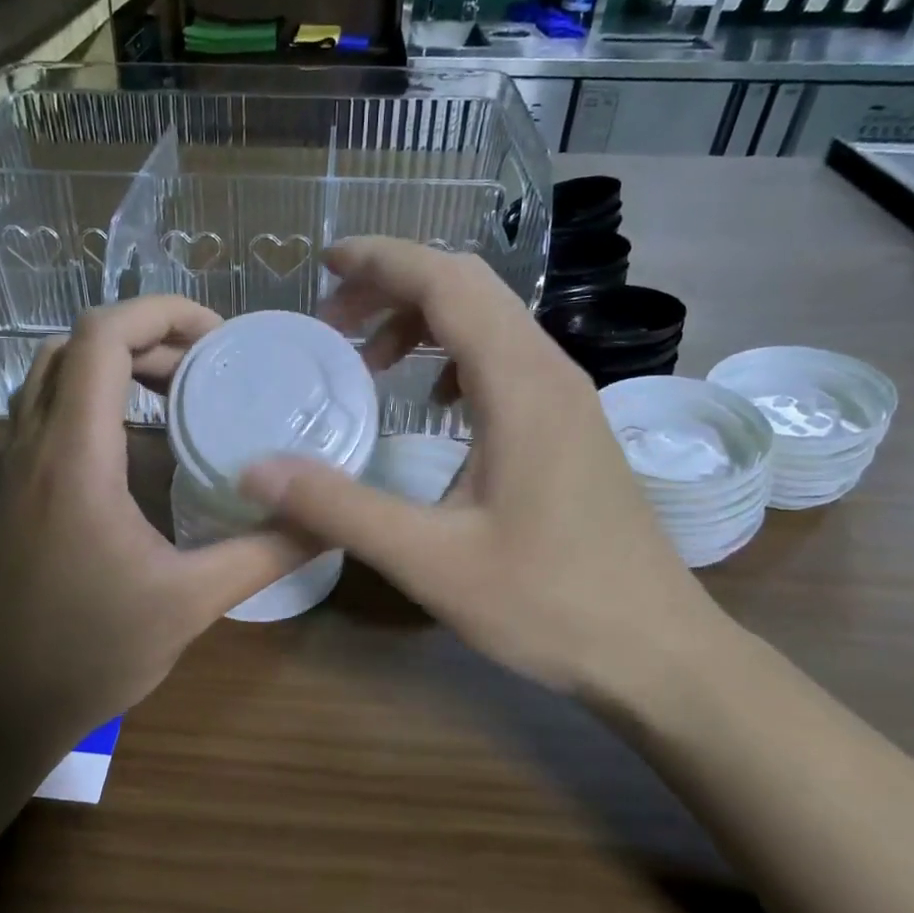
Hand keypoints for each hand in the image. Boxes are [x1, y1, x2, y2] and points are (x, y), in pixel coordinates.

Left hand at [0, 297, 309, 742]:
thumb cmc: (89, 652)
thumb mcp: (191, 603)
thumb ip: (265, 553)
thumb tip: (331, 518)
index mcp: (75, 457)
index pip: (103, 337)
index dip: (162, 313)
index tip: (220, 339)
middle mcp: (34, 445)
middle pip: (78, 344)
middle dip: (147, 336)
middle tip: (207, 367)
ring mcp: (14, 466)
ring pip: (55, 374)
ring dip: (115, 364)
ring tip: (177, 389)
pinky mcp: (13, 489)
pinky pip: (49, 411)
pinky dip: (95, 397)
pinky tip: (138, 440)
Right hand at [238, 239, 724, 707]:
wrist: (657, 651)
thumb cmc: (549, 604)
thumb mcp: (429, 560)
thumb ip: (339, 508)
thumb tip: (255, 472)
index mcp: (520, 385)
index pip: (448, 282)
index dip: (382, 261)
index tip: (324, 265)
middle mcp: (550, 373)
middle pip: (469, 289)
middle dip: (393, 288)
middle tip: (333, 324)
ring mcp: (568, 399)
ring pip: (490, 323)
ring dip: (424, 323)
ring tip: (371, 363)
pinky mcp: (571, 428)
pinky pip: (506, 362)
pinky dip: (455, 359)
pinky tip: (433, 407)